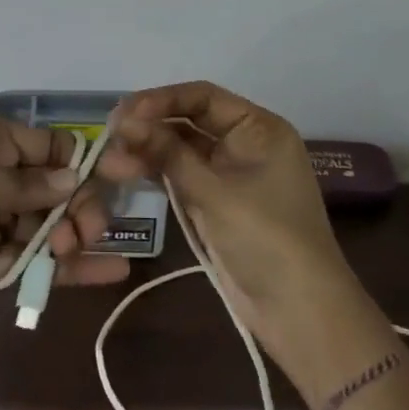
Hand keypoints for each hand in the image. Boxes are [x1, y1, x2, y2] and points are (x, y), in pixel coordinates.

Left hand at [0, 113, 127, 335]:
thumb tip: (73, 184)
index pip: (45, 147)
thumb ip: (14, 183)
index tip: (115, 184)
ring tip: (96, 251)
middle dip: (78, 205)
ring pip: (44, 226)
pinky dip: (60, 268)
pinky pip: (27, 262)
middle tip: (88, 232)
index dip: (79, 164)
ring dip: (74, 237)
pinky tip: (101, 272)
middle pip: (51, 189)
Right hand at [98, 82, 398, 405]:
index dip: (161, 100)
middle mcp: (245, 144)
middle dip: (150, 127)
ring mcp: (231, 175)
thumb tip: (123, 120)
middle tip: (109, 137)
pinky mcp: (217, 203)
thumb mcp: (214, 192)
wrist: (299, 311)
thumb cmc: (265, 239)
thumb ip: (167, 153)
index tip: (122, 113)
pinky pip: (183, 176)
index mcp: (259, 129)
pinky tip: (127, 173)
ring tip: (111, 161)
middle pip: (189, 121)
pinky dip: (158, 174)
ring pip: (181, 151)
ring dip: (148, 152)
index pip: (203, 97)